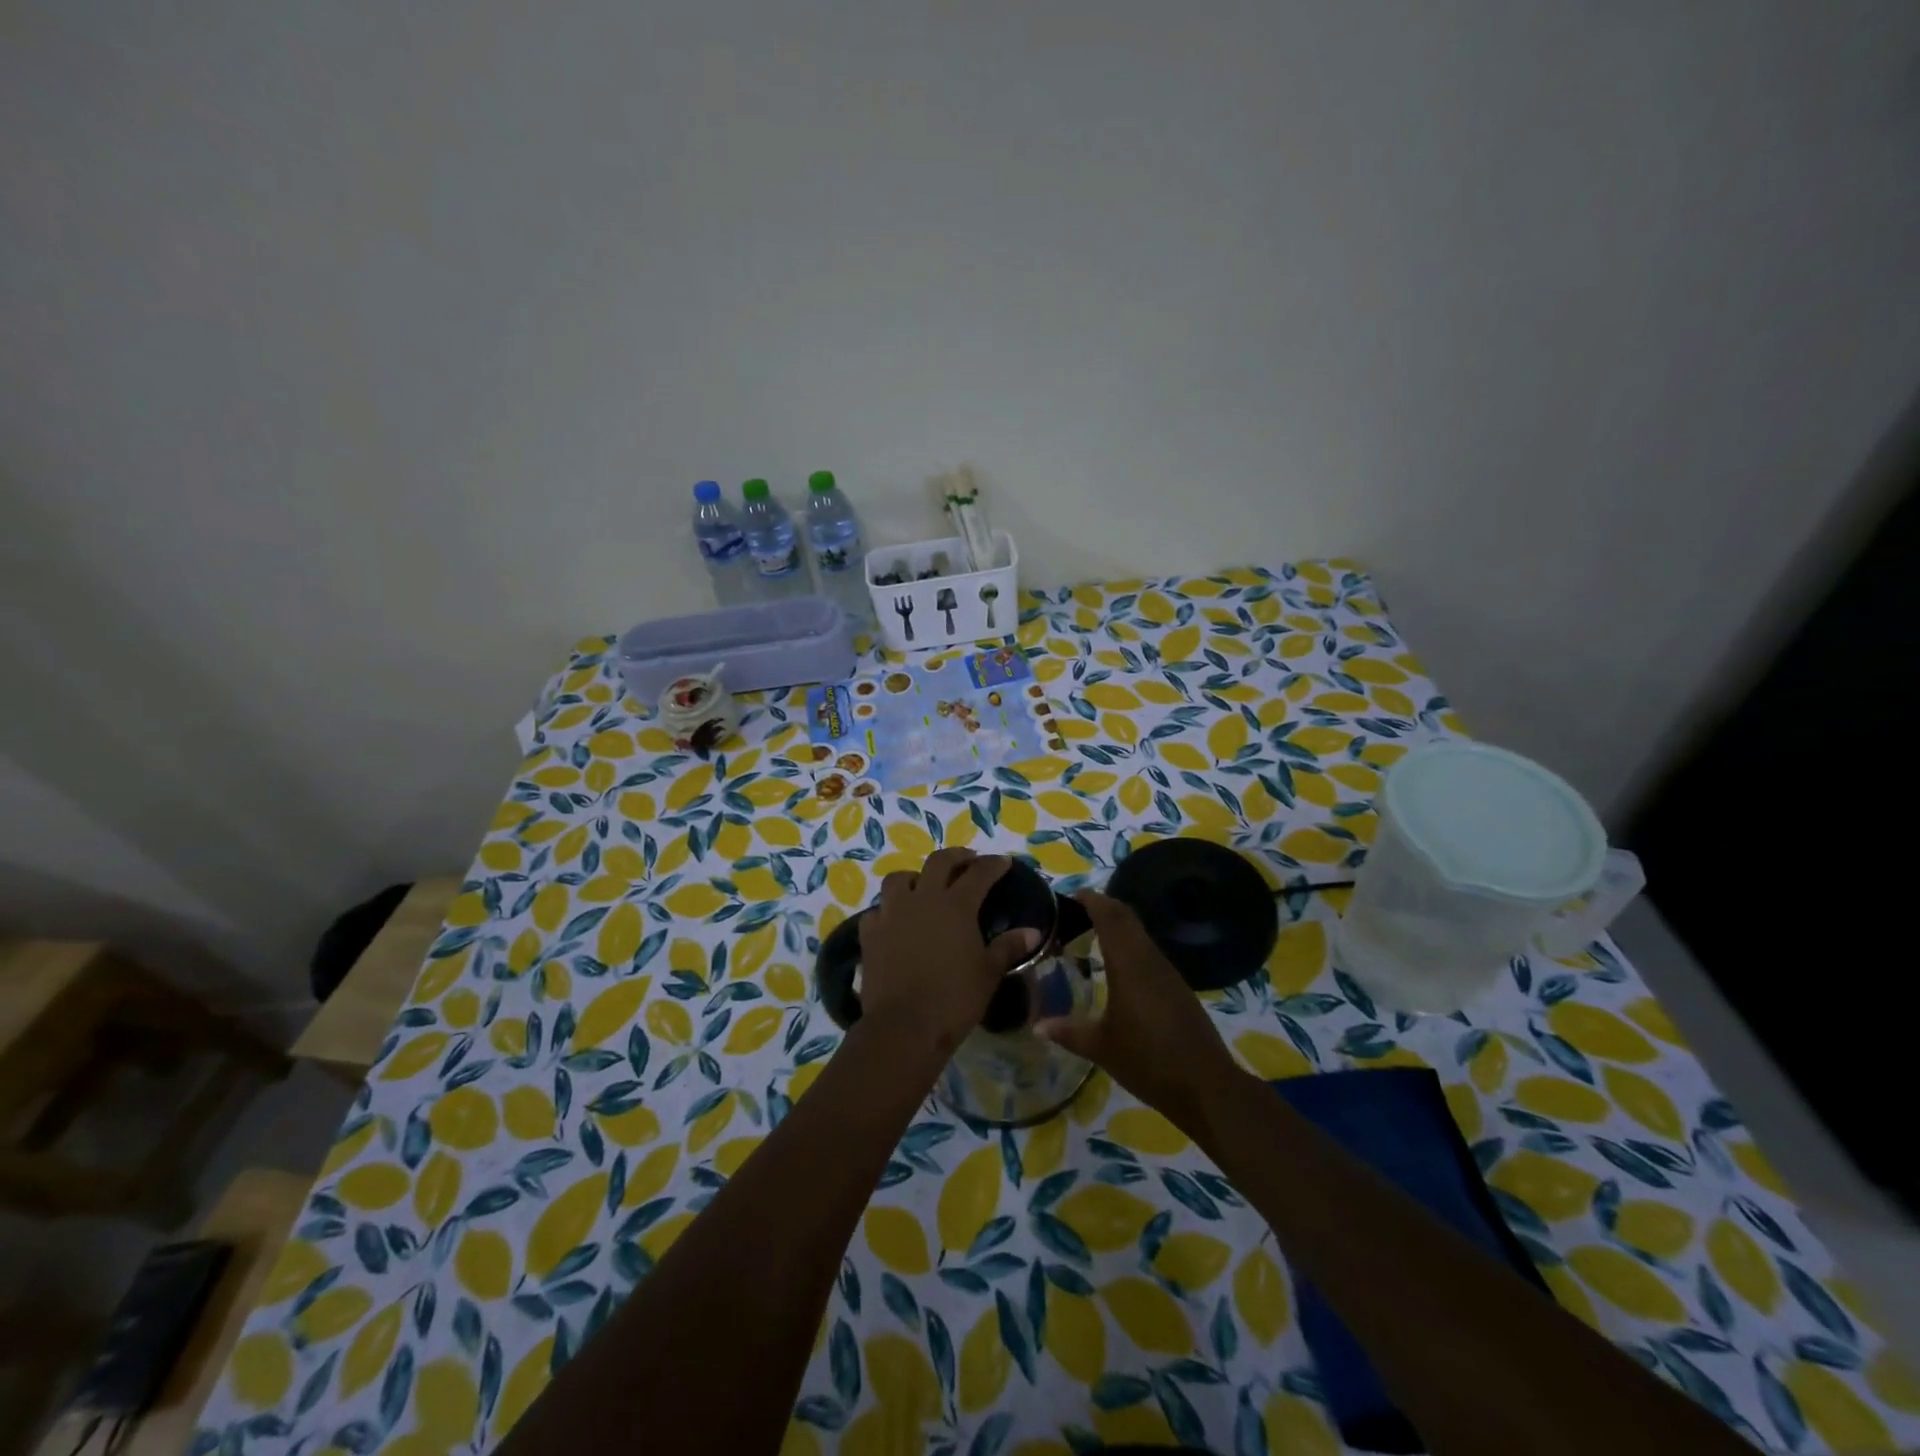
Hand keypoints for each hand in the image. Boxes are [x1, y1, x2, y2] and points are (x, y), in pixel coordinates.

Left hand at [857, 849, 1041, 1057]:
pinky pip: (878, 910)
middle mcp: (923, 899)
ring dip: (915, 877)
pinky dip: (888, 910)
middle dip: (956, 857)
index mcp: (956, 905)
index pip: (979, 873)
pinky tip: (895, 921)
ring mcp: (891, 913)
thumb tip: (1032, 931)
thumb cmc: (954, 999)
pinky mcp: (870, 933)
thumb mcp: (988, 973)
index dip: (993, 865)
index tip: (1003, 862)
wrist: (904, 1026)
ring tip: (924, 886)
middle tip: (967, 861)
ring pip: (900, 878)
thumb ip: (1008, 947)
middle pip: (938, 862)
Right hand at [1035, 889, 1242, 1135]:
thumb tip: (1036, 1026)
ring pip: (1140, 933)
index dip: (1090, 900)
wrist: (1206, 1085)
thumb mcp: (1101, 1048)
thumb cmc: (1148, 1061)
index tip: (1069, 895)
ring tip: (1091, 933)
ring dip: (1118, 925)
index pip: (1109, 916)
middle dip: (1102, 906)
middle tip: (1075, 911)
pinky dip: (1130, 944)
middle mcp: (1149, 959)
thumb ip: (1068, 1032)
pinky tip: (1118, 965)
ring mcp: (1167, 971)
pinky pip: (1149, 951)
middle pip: (1126, 917)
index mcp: (1128, 965)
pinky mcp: (1177, 986)